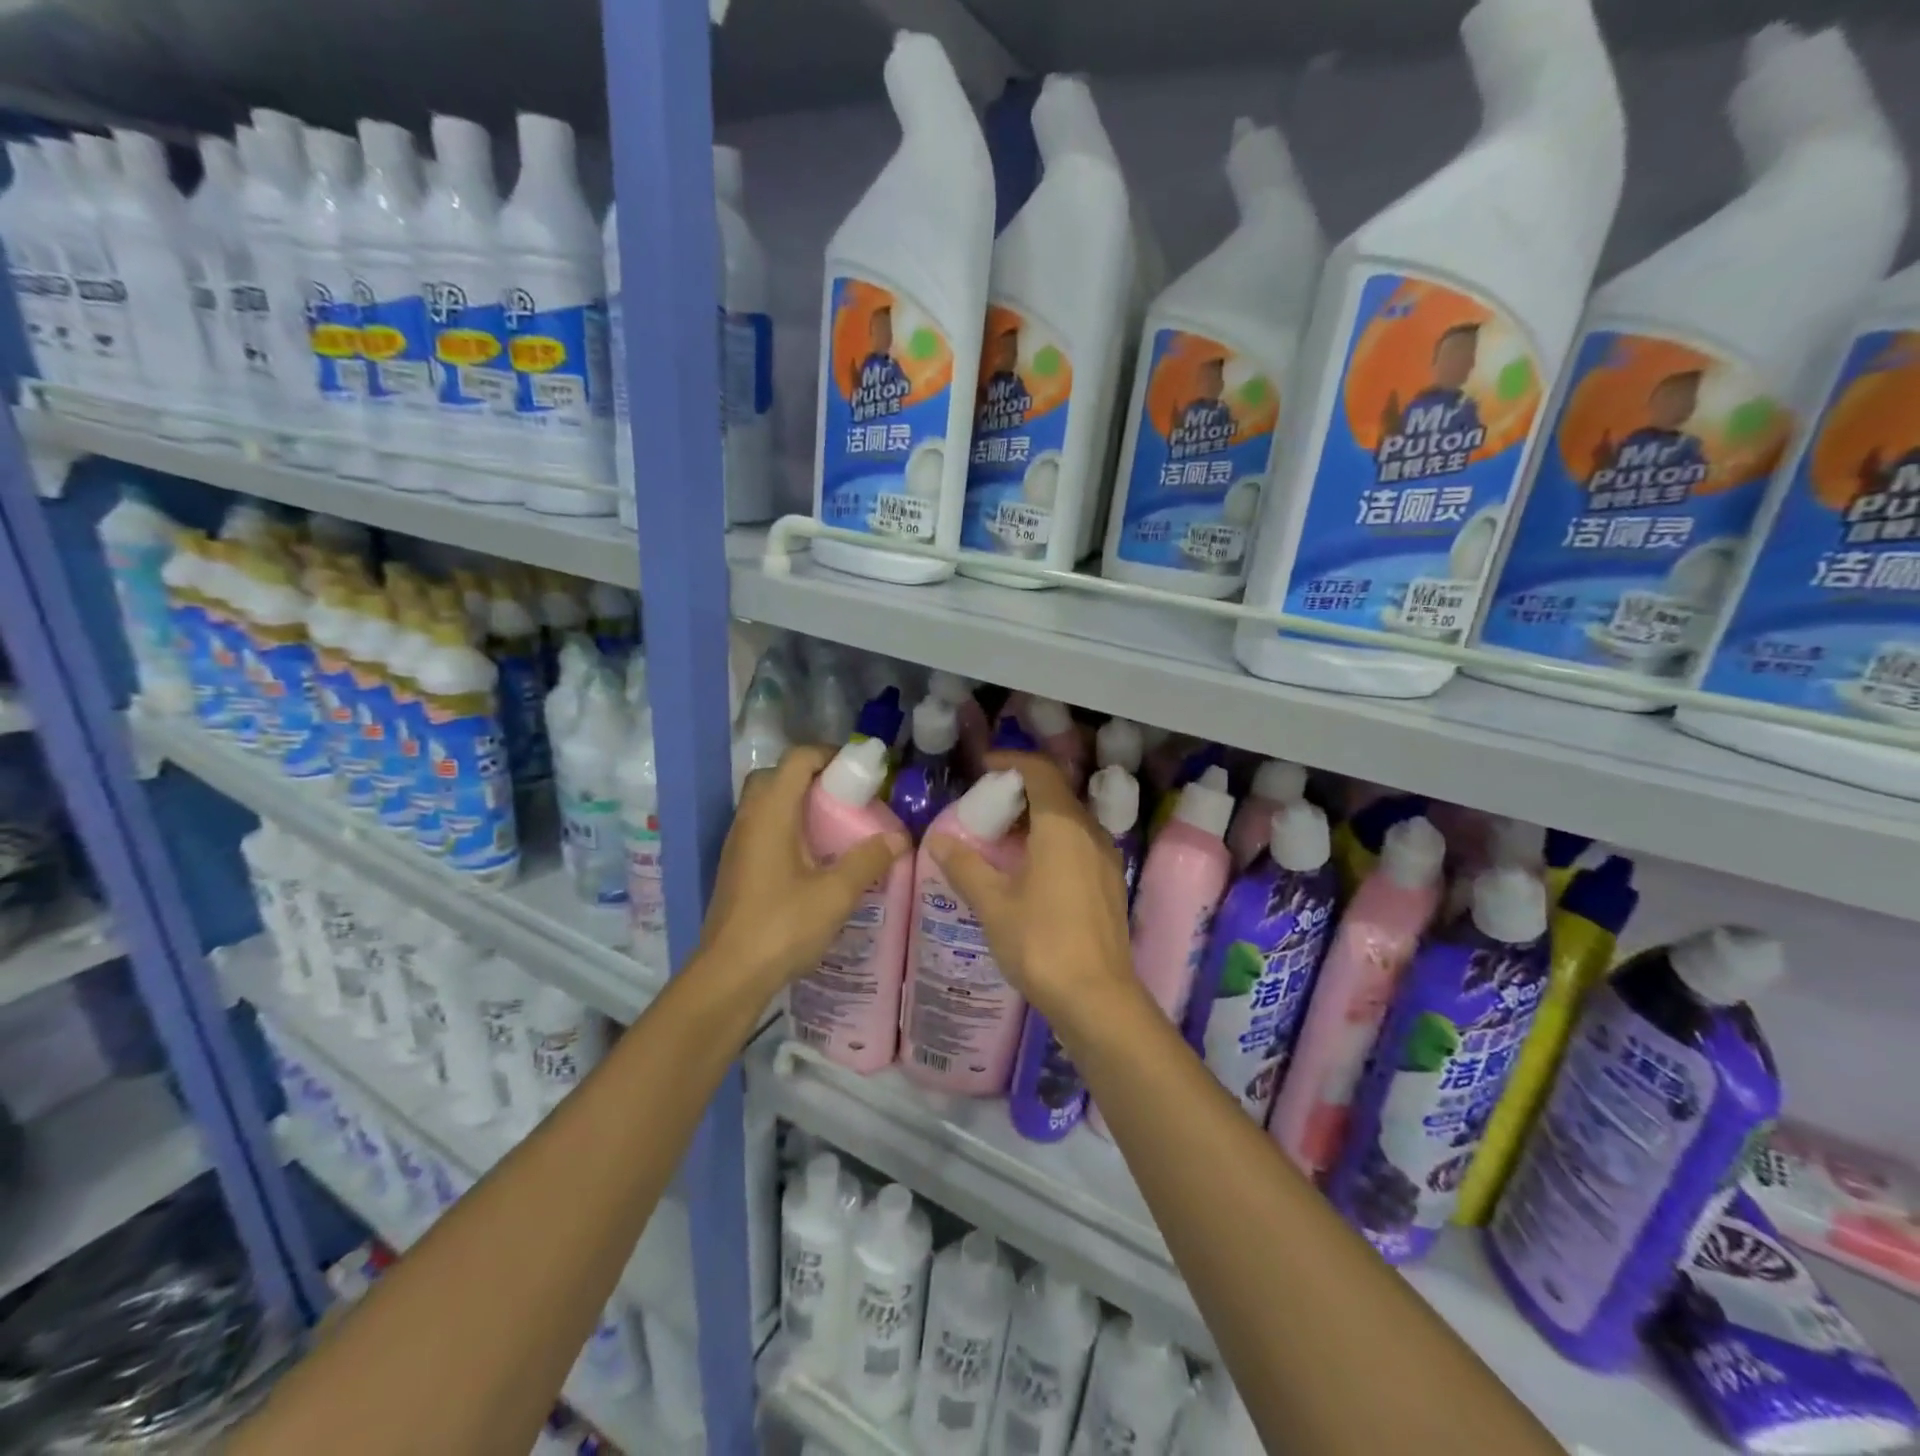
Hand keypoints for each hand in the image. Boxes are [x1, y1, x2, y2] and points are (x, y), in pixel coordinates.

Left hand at [699, 746, 908, 993]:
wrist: (729, 975)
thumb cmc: (782, 926)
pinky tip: (815, 857)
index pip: (796, 760)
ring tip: (837, 825)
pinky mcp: (737, 867)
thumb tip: (900, 837)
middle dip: (813, 777)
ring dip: (799, 803)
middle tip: (847, 796)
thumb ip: (868, 860)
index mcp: (770, 814)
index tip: (860, 770)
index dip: (828, 754)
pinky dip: (789, 827)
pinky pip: (764, 828)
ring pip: (767, 804)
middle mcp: (749, 820)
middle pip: (777, 776)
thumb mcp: (835, 894)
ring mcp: (738, 844)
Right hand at [928, 752, 1137, 1035]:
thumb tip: (938, 840)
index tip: (984, 767)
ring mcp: (1105, 858)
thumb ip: (965, 866)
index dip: (1012, 761)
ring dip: (1037, 817)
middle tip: (986, 805)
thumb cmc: (1042, 943)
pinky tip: (1028, 868)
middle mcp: (1090, 833)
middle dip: (1021, 790)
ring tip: (1001, 838)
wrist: (1097, 998)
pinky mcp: (1109, 883)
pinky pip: (1079, 843)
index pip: (1041, 772)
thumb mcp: (994, 904)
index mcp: (1063, 826)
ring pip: (1069, 820)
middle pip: (1057, 793)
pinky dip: (1052, 840)